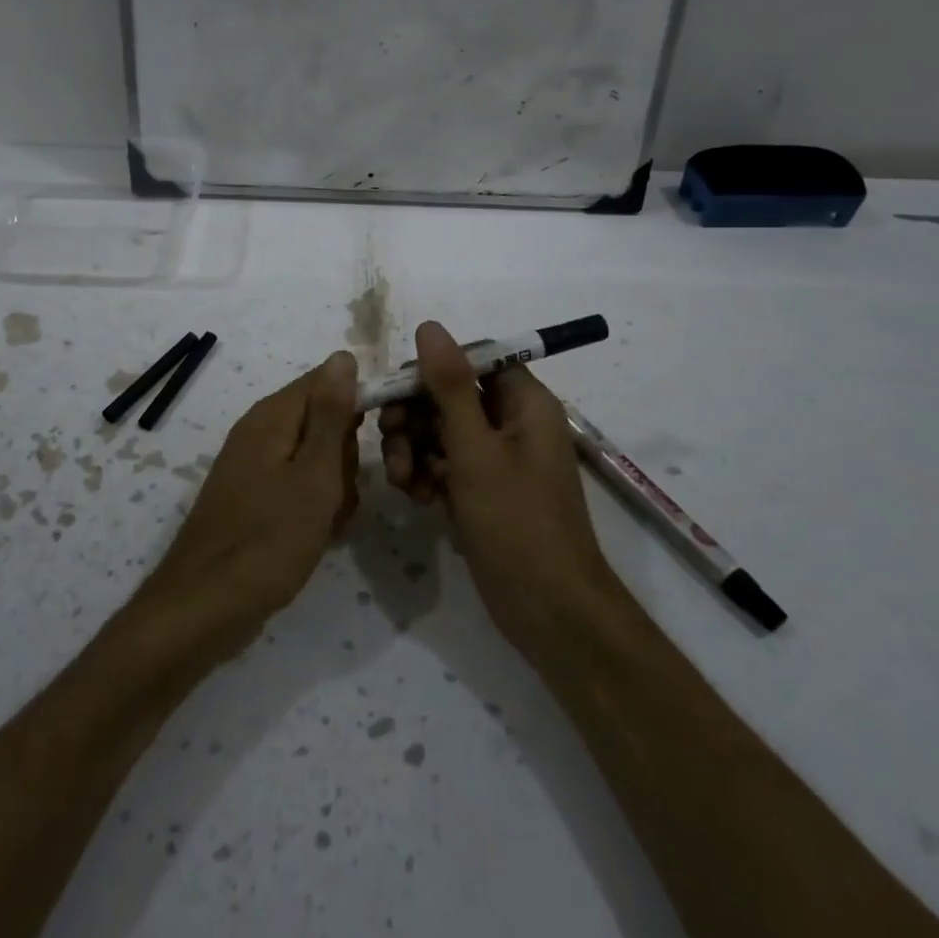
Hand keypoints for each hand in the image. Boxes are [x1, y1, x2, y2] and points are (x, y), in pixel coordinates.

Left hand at [138, 352, 360, 656]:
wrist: (205, 607)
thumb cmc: (268, 540)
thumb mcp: (314, 475)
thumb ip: (330, 414)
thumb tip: (343, 356)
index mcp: (273, 416)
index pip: (328, 380)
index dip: (360, 402)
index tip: (382, 437)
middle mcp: (260, 431)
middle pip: (323, 419)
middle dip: (345, 455)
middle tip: (343, 492)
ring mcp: (254, 465)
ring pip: (316, 456)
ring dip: (334, 486)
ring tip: (331, 521)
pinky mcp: (254, 497)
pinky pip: (298, 484)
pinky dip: (315, 505)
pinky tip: (320, 533)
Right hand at [377, 321, 614, 652]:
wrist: (549, 611)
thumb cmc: (517, 522)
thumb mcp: (476, 450)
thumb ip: (450, 387)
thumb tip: (430, 326)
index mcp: (524, 402)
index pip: (472, 360)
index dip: (432, 370)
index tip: (398, 392)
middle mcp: (512, 423)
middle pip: (451, 396)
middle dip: (415, 416)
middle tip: (389, 438)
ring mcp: (498, 460)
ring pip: (442, 433)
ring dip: (414, 449)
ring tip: (400, 480)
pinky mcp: (483, 491)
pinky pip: (446, 466)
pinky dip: (426, 475)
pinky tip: (415, 498)